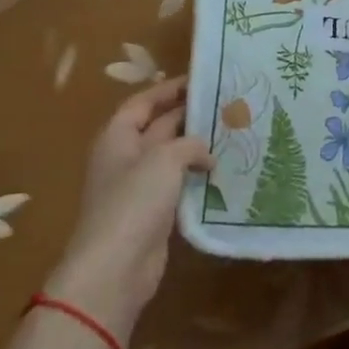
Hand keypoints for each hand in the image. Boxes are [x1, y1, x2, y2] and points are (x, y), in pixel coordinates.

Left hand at [44, 77, 212, 343]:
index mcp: (117, 138)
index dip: (168, 90)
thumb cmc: (133, 203)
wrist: (115, 268)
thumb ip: (189, 144)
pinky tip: (224, 171)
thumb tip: (205, 153)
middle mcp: (126, 158)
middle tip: (228, 105)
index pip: (142, 103)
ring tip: (233, 133)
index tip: (201, 79)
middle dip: (189, 116)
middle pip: (158, 127)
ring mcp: (139, 187)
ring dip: (197, 147)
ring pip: (172, 157)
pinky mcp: (154, 213)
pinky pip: (179, 184)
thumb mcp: (164, 160)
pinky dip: (198, 176)